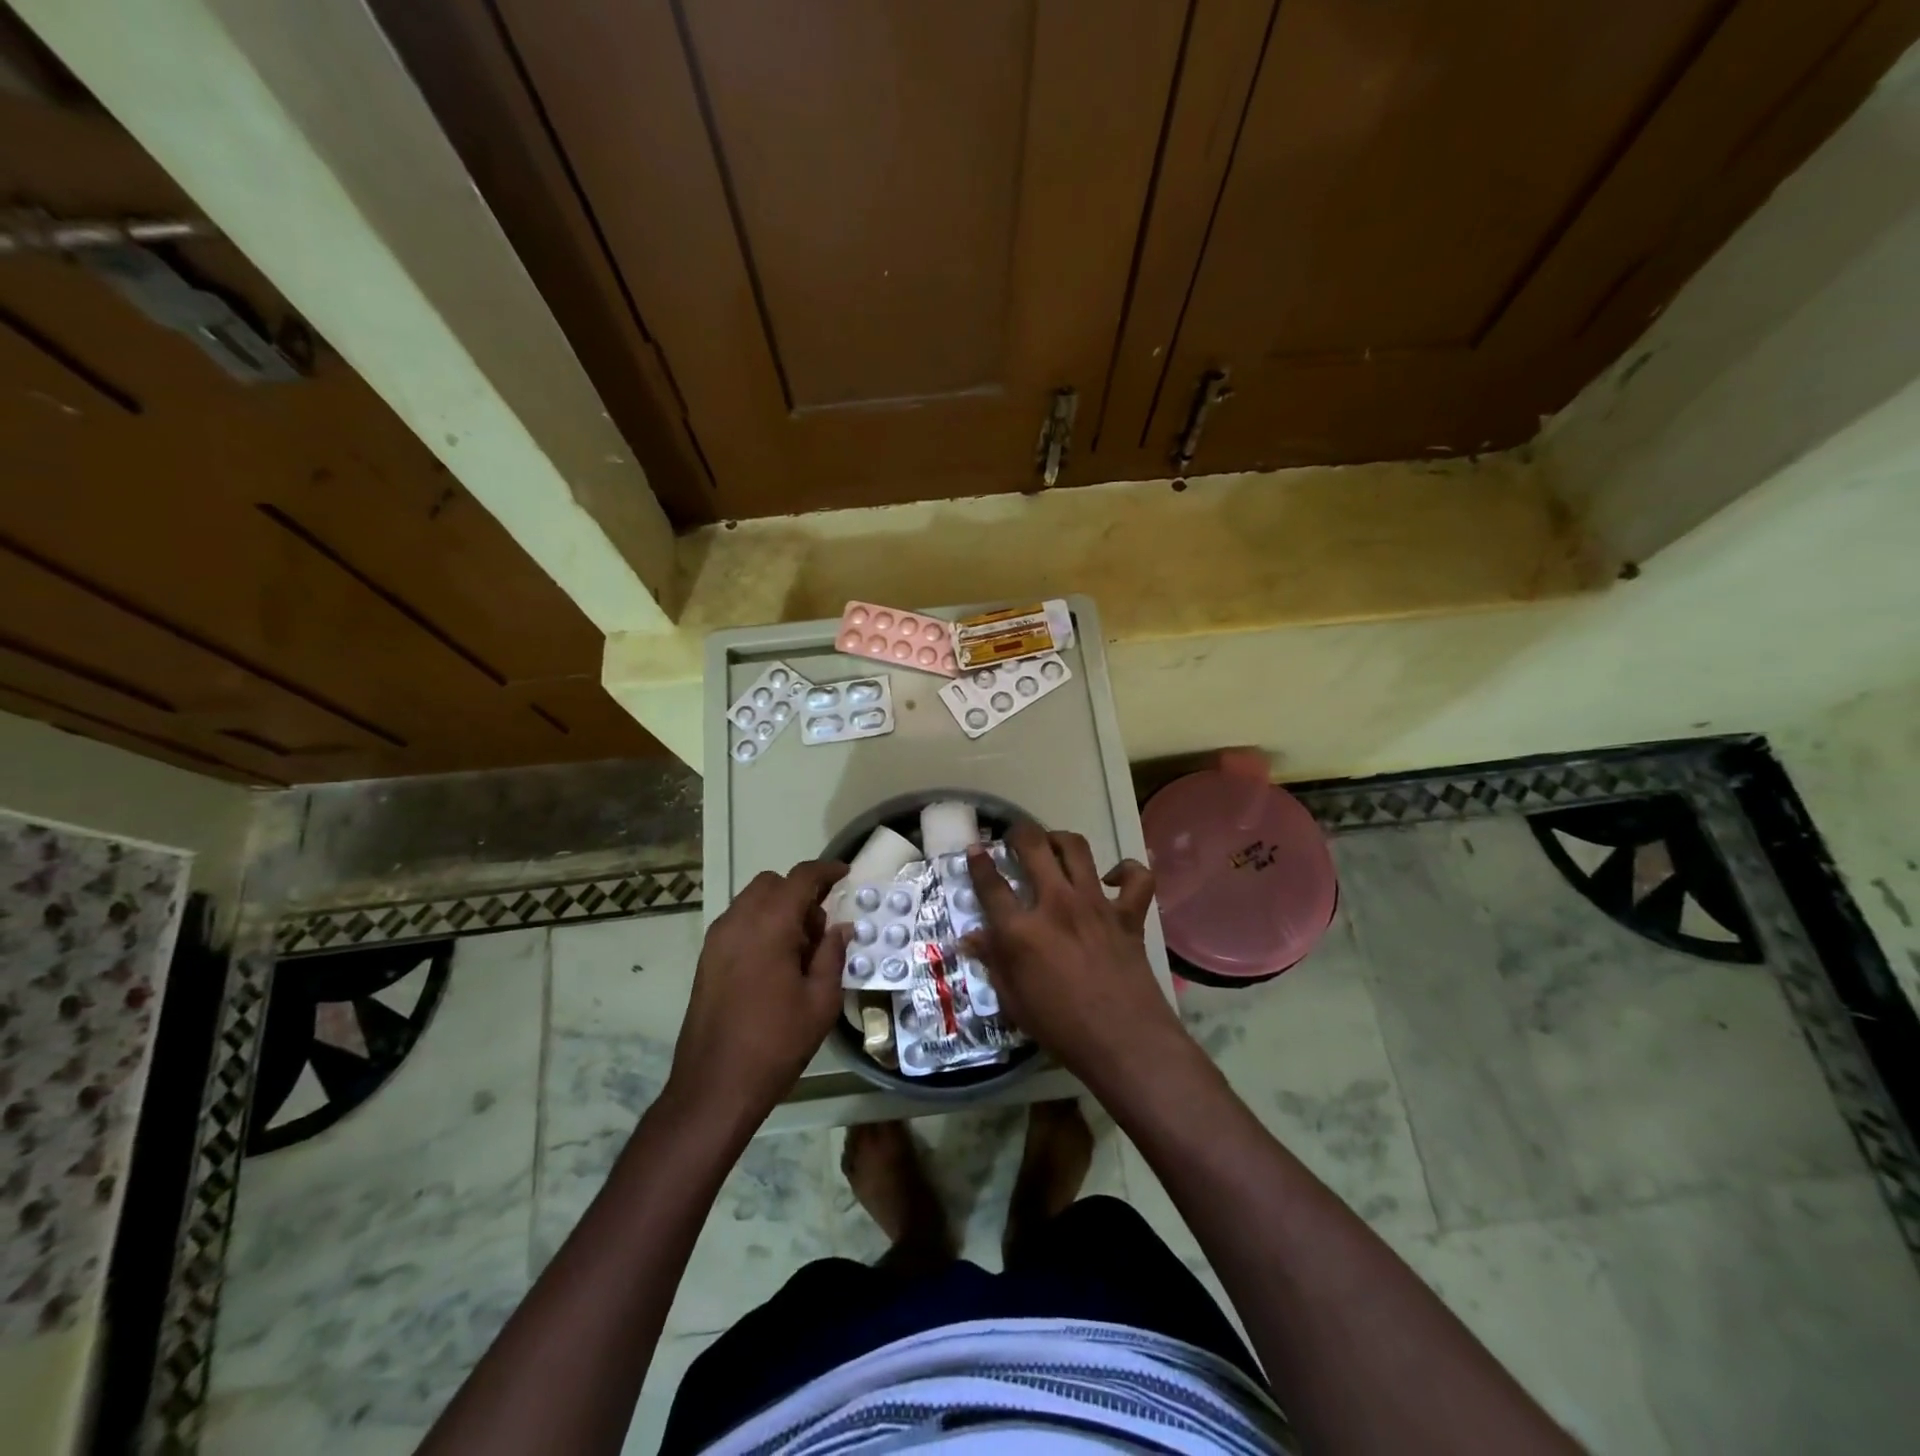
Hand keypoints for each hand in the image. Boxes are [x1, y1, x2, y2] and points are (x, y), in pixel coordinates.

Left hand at [667, 859, 850, 1129]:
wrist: (714, 1086)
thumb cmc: (776, 1042)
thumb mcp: (821, 1000)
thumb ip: (832, 954)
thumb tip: (840, 928)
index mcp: (770, 924)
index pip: (801, 878)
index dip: (826, 872)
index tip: (845, 874)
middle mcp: (738, 921)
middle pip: (772, 884)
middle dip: (799, 893)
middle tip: (821, 928)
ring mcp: (717, 940)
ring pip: (752, 902)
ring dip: (778, 909)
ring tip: (799, 951)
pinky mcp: (706, 959)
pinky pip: (738, 923)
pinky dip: (760, 926)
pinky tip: (775, 964)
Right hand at [962, 823, 1185, 1089]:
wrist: (1124, 1041)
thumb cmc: (1061, 1028)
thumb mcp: (1013, 1001)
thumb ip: (993, 962)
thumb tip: (969, 938)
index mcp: (1021, 930)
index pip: (991, 885)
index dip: (978, 863)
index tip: (974, 850)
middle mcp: (1056, 904)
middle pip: (1033, 847)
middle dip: (1019, 834)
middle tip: (1015, 838)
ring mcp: (1095, 904)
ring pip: (1076, 848)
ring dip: (1060, 839)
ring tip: (1053, 845)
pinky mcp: (1128, 914)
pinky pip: (1136, 877)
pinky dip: (1126, 871)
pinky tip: (1112, 879)